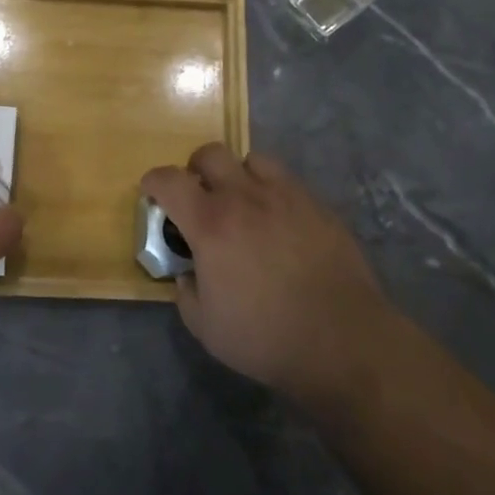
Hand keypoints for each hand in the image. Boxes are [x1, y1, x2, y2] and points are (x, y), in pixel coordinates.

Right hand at [143, 145, 393, 409]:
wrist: (343, 341)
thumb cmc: (266, 337)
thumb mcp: (205, 327)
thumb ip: (186, 293)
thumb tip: (188, 275)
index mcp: (211, 223)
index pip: (170, 180)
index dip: (154, 181)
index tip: (151, 191)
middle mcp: (245, 197)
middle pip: (211, 154)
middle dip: (196, 169)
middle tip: (199, 196)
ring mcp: (286, 196)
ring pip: (252, 159)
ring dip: (238, 174)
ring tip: (242, 202)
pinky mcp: (318, 206)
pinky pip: (287, 182)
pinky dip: (273, 193)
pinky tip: (279, 223)